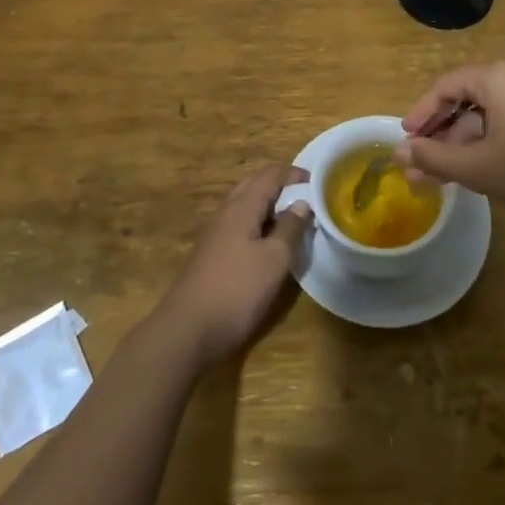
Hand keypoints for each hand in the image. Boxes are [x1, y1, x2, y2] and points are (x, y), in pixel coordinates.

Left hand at [156, 165, 312, 368]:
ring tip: (292, 221)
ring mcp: (215, 234)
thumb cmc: (237, 290)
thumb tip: (302, 203)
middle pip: (254, 186)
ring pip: (244, 207)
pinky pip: (238, 226)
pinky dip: (257, 225)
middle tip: (305, 198)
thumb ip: (290, 228)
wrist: (188, 330)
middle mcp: (225, 213)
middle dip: (280, 186)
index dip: (293, 174)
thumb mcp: (274, 259)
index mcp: (241, 207)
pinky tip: (269, 245)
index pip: (269, 175)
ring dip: (268, 207)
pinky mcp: (211, 254)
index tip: (317, 182)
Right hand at [396, 58, 504, 230]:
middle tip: (418, 164)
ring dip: (462, 143)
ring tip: (437, 176)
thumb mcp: (478, 168)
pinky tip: (470, 170)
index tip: (405, 140)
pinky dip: (488, 142)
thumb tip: (399, 152)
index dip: (422, 114)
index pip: (447, 86)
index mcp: (501, 74)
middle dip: (441, 135)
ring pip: (489, 113)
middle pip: (468, 98)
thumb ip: (433, 158)